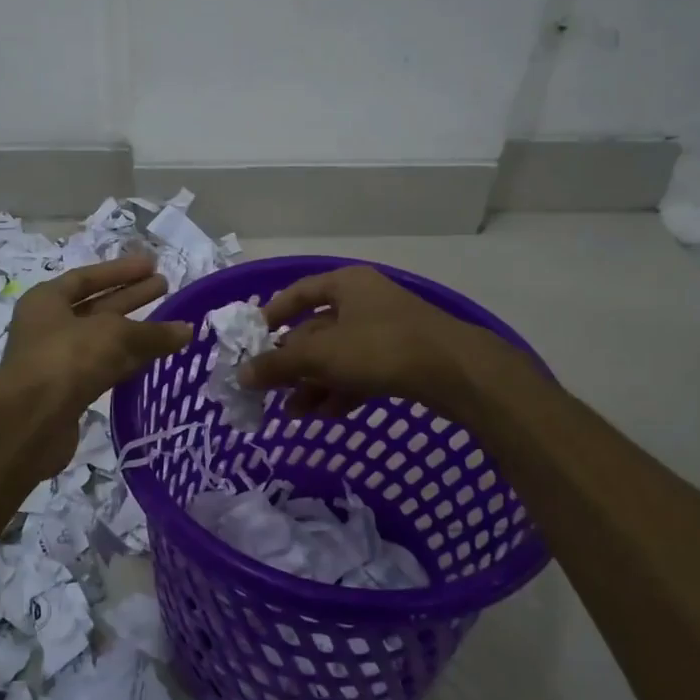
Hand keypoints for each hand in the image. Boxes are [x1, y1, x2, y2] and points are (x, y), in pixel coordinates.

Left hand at [0, 255, 193, 473]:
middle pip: (96, 307)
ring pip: (103, 341)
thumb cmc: (67, 359)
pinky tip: (154, 360)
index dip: (121, 271)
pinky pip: (105, 368)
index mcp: (47, 301)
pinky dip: (128, 362)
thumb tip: (187, 331)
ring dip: (134, 333)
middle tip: (164, 287)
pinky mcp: (69, 393)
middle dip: (131, 297)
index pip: (87, 278)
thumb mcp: (114, 335)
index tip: (152, 265)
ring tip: (170, 326)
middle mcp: (49, 327)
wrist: (31, 421)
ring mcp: (58, 361)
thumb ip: (152, 333)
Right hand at [239, 265, 513, 417]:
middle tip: (271, 390)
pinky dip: (342, 391)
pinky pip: (362, 371)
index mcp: (346, 284)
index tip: (252, 342)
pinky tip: (326, 416)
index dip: (272, 316)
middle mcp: (365, 301)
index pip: (298, 293)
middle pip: (317, 330)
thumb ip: (279, 364)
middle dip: (293, 364)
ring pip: (339, 356)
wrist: (457, 372)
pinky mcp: (403, 358)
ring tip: (295, 413)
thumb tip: (241, 374)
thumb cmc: (381, 348)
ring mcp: (387, 330)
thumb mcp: (322, 356)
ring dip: (314, 384)